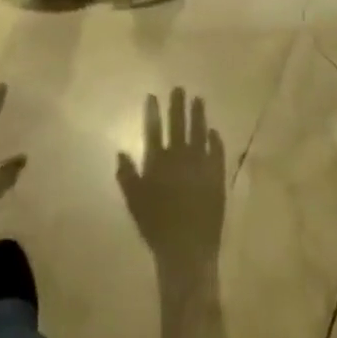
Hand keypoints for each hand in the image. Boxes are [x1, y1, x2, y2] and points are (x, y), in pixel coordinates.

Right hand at [117, 89, 224, 273]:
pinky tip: (214, 132)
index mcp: (157, 162)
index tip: (153, 95)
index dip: (152, 111)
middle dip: (178, 105)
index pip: (153, 129)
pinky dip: (215, 140)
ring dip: (198, 115)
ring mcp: (200, 164)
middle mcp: (179, 156)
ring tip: (198, 99)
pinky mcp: (216, 175)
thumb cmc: (156, 227)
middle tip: (180, 88)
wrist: (187, 249)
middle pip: (178, 124)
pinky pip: (216, 151)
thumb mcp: (134, 203)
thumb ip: (127, 176)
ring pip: (199, 132)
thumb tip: (120, 152)